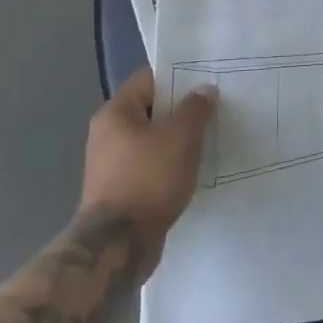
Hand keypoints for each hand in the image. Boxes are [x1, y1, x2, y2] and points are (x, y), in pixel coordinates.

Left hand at [80, 68, 217, 266]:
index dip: (178, 76)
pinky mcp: (119, 189)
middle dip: (181, 109)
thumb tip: (205, 90)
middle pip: (151, 109)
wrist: (118, 245)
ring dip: (177, 139)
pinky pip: (149, 164)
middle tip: (214, 109)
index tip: (207, 80)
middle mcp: (107, 133)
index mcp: (115, 113)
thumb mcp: (180, 139)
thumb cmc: (148, 180)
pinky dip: (169, 163)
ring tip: (208, 139)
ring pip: (151, 139)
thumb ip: (195, 109)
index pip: (148, 79)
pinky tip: (192, 169)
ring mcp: (111, 163)